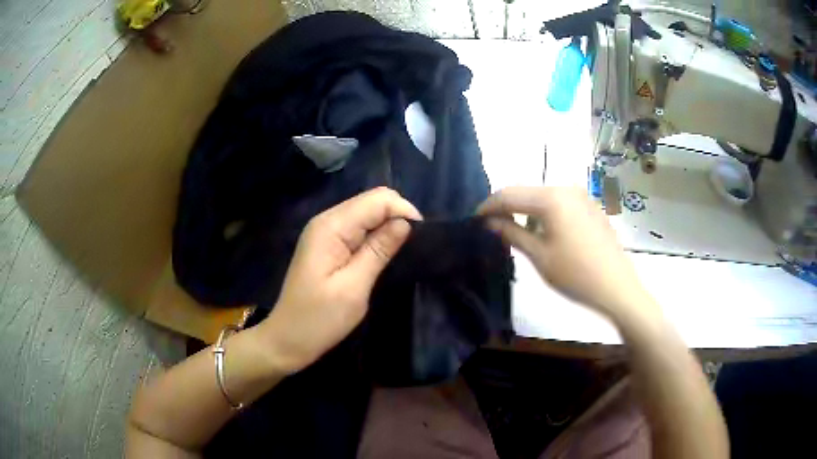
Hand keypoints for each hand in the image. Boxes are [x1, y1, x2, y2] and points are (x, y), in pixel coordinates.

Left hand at [260, 187, 421, 372]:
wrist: (288, 339)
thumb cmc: (319, 319)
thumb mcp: (354, 288)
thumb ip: (379, 250)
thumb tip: (406, 223)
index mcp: (331, 227)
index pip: (377, 200)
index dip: (403, 211)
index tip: (422, 238)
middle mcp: (328, 220)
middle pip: (372, 201)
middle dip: (397, 216)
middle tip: (414, 245)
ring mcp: (326, 232)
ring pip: (367, 212)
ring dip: (388, 225)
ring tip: (404, 250)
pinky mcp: (329, 245)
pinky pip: (359, 228)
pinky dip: (376, 235)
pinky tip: (385, 252)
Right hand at [477, 186, 655, 323]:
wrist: (616, 287)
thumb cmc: (575, 274)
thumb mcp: (539, 256)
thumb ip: (511, 233)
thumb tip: (489, 222)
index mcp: (551, 198)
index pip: (509, 194)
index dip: (488, 206)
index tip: (474, 219)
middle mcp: (566, 188)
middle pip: (527, 192)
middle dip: (507, 207)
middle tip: (492, 226)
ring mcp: (581, 196)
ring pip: (543, 196)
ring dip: (526, 210)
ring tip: (517, 231)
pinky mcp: (590, 206)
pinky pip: (560, 203)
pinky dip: (545, 213)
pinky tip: (544, 231)